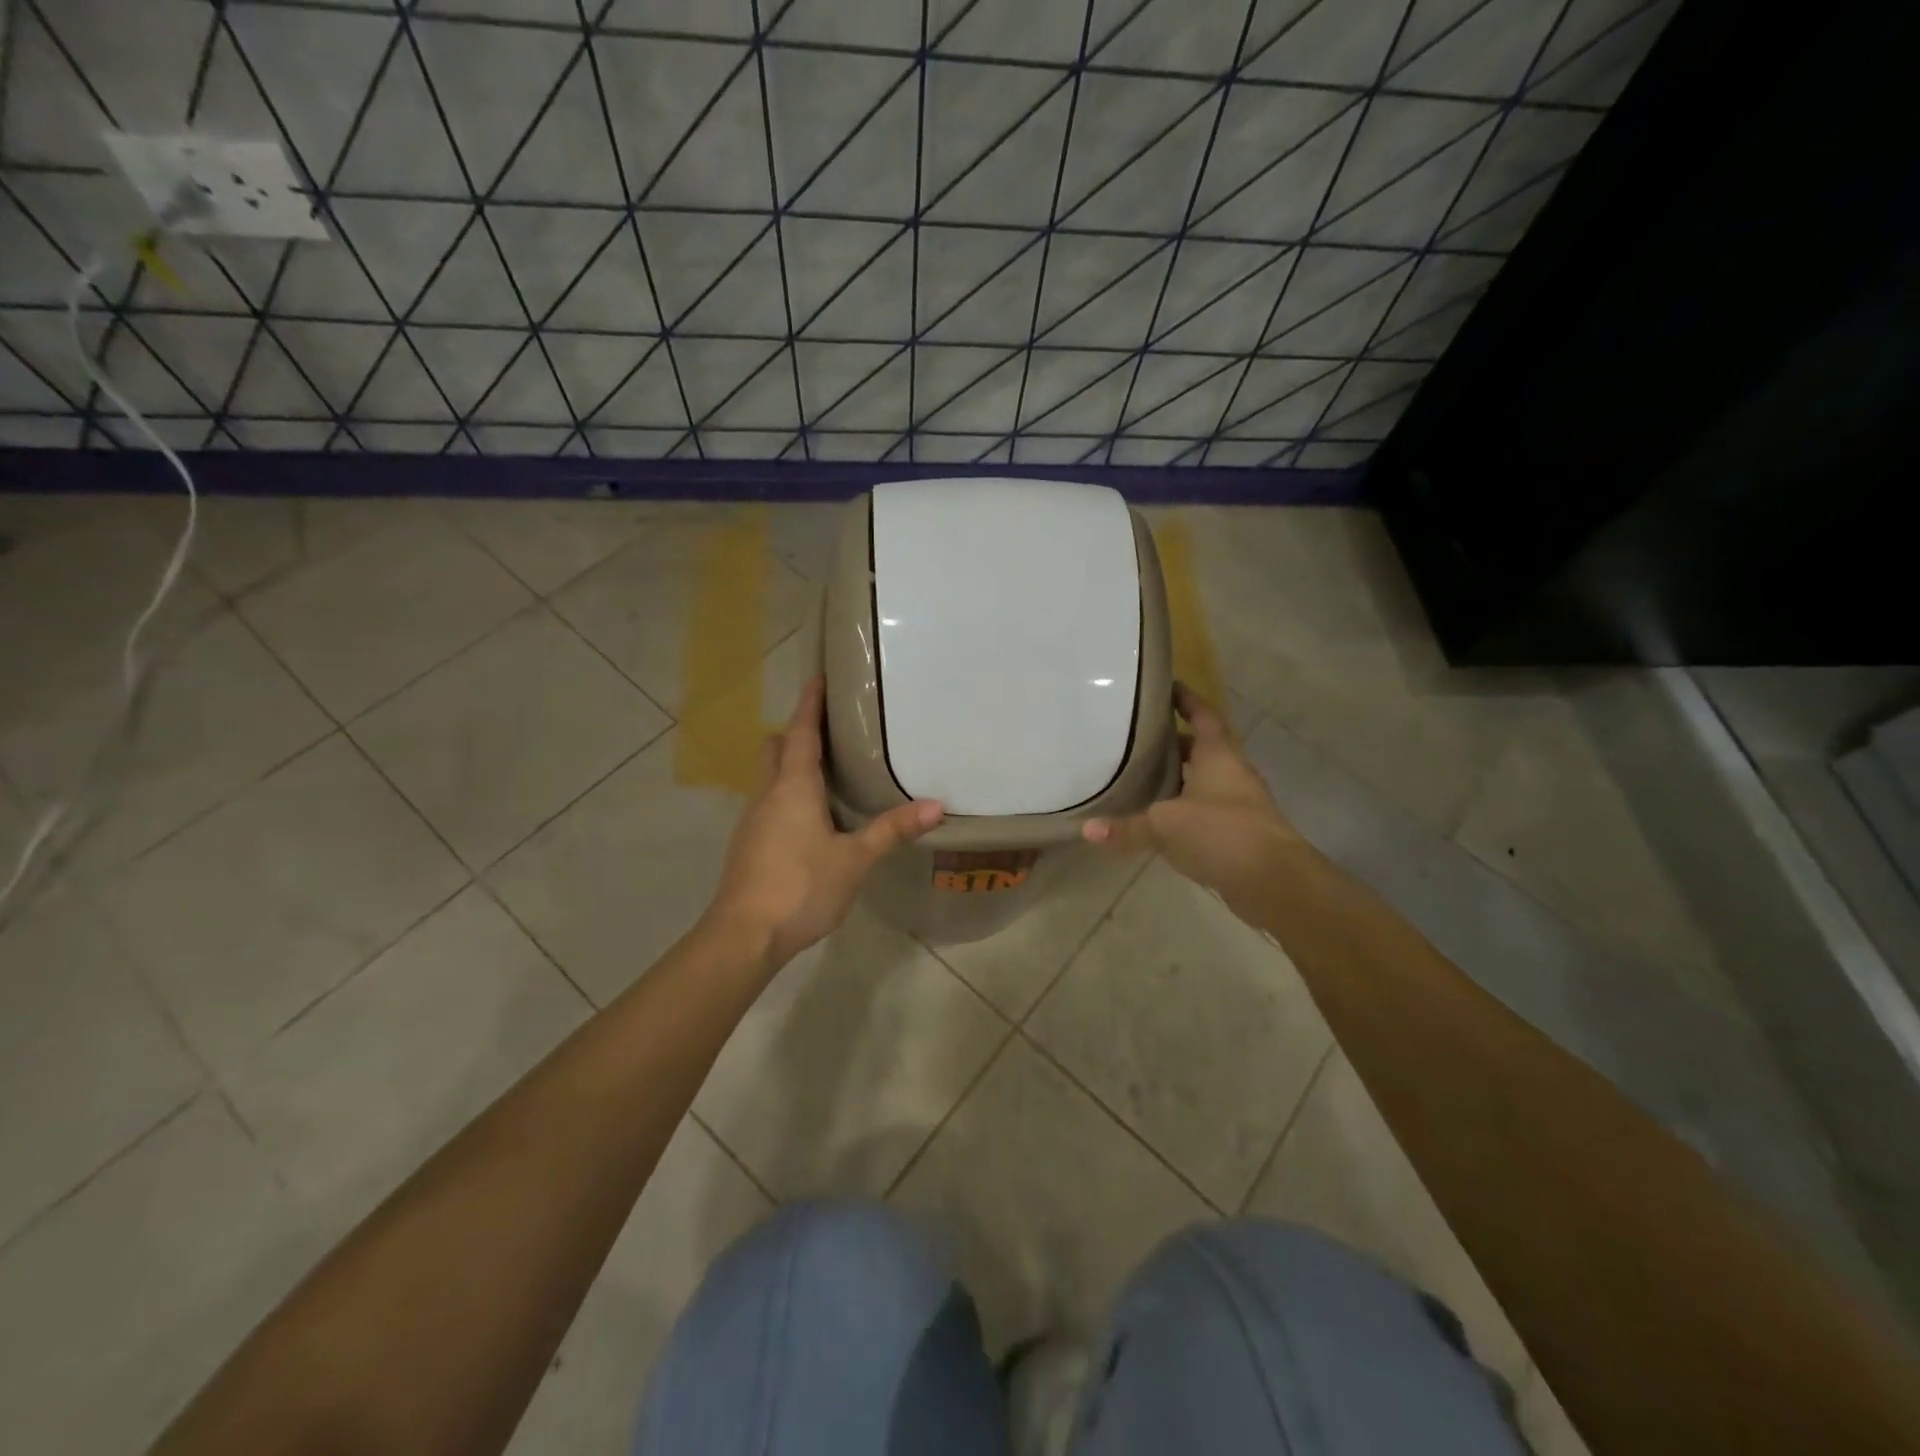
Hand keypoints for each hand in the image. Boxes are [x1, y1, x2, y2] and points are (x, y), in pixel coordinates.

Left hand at [706, 676, 943, 969]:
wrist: (744, 935)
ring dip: (792, 765)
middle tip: (832, 730)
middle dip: (798, 733)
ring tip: (830, 771)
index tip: (819, 677)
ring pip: (770, 777)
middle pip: (777, 748)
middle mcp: (767, 794)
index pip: (800, 732)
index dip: (810, 703)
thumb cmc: (801, 887)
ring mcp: (753, 820)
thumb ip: (892, 830)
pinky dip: (788, 794)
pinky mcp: (748, 844)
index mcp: (793, 787)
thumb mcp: (855, 859)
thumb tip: (936, 806)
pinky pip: (769, 802)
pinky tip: (812, 818)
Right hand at [1082, 682, 1299, 913]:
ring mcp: (1240, 804)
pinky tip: (1160, 819)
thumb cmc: (1222, 833)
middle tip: (1139, 737)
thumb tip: (1085, 829)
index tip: (1166, 686)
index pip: (1203, 716)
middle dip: (1174, 742)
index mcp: (1219, 755)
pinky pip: (1206, 810)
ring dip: (1179, 777)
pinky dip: (1184, 808)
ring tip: (1142, 776)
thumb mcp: (1165, 825)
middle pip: (1202, 748)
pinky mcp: (1240, 833)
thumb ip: (1127, 827)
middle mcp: (1232, 773)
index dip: (1186, 699)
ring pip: (1205, 780)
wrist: (1275, 881)